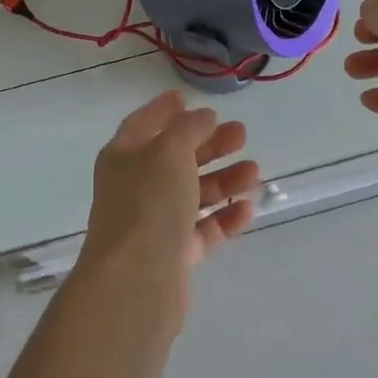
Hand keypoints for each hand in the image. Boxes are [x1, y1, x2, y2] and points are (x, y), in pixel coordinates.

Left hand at [78, 90, 260, 314]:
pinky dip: (223, 217)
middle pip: (175, 157)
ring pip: (192, 193)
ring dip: (223, 179)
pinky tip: (247, 209)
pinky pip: (202, 229)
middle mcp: (135, 186)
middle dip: (208, 144)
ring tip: (254, 171)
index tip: (187, 96)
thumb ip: (189, 128)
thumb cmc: (149, 203)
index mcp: (123, 156)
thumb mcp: (170, 151)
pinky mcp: (173, 255)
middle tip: (242, 133)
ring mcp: (153, 222)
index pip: (143, 123)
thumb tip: (203, 116)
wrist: (136, 281)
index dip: (164, 109)